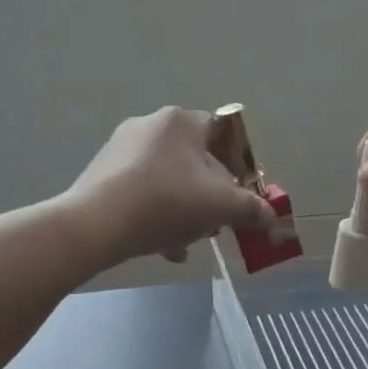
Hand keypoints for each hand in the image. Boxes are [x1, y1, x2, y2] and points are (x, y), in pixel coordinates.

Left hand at [66, 107, 275, 268]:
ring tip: (190, 240)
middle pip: (196, 160)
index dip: (241, 164)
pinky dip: (158, 216)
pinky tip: (164, 247)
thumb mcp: (221, 207)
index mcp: (181, 121)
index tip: (243, 194)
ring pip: (170, 180)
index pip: (224, 132)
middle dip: (211, 194)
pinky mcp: (102, 174)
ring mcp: (122, 149)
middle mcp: (151, 125)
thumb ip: (252, 210)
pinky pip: (143, 192)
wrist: (95, 224)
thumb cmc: (167, 202)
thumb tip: (272, 219)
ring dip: (186, 210)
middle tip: (218, 222)